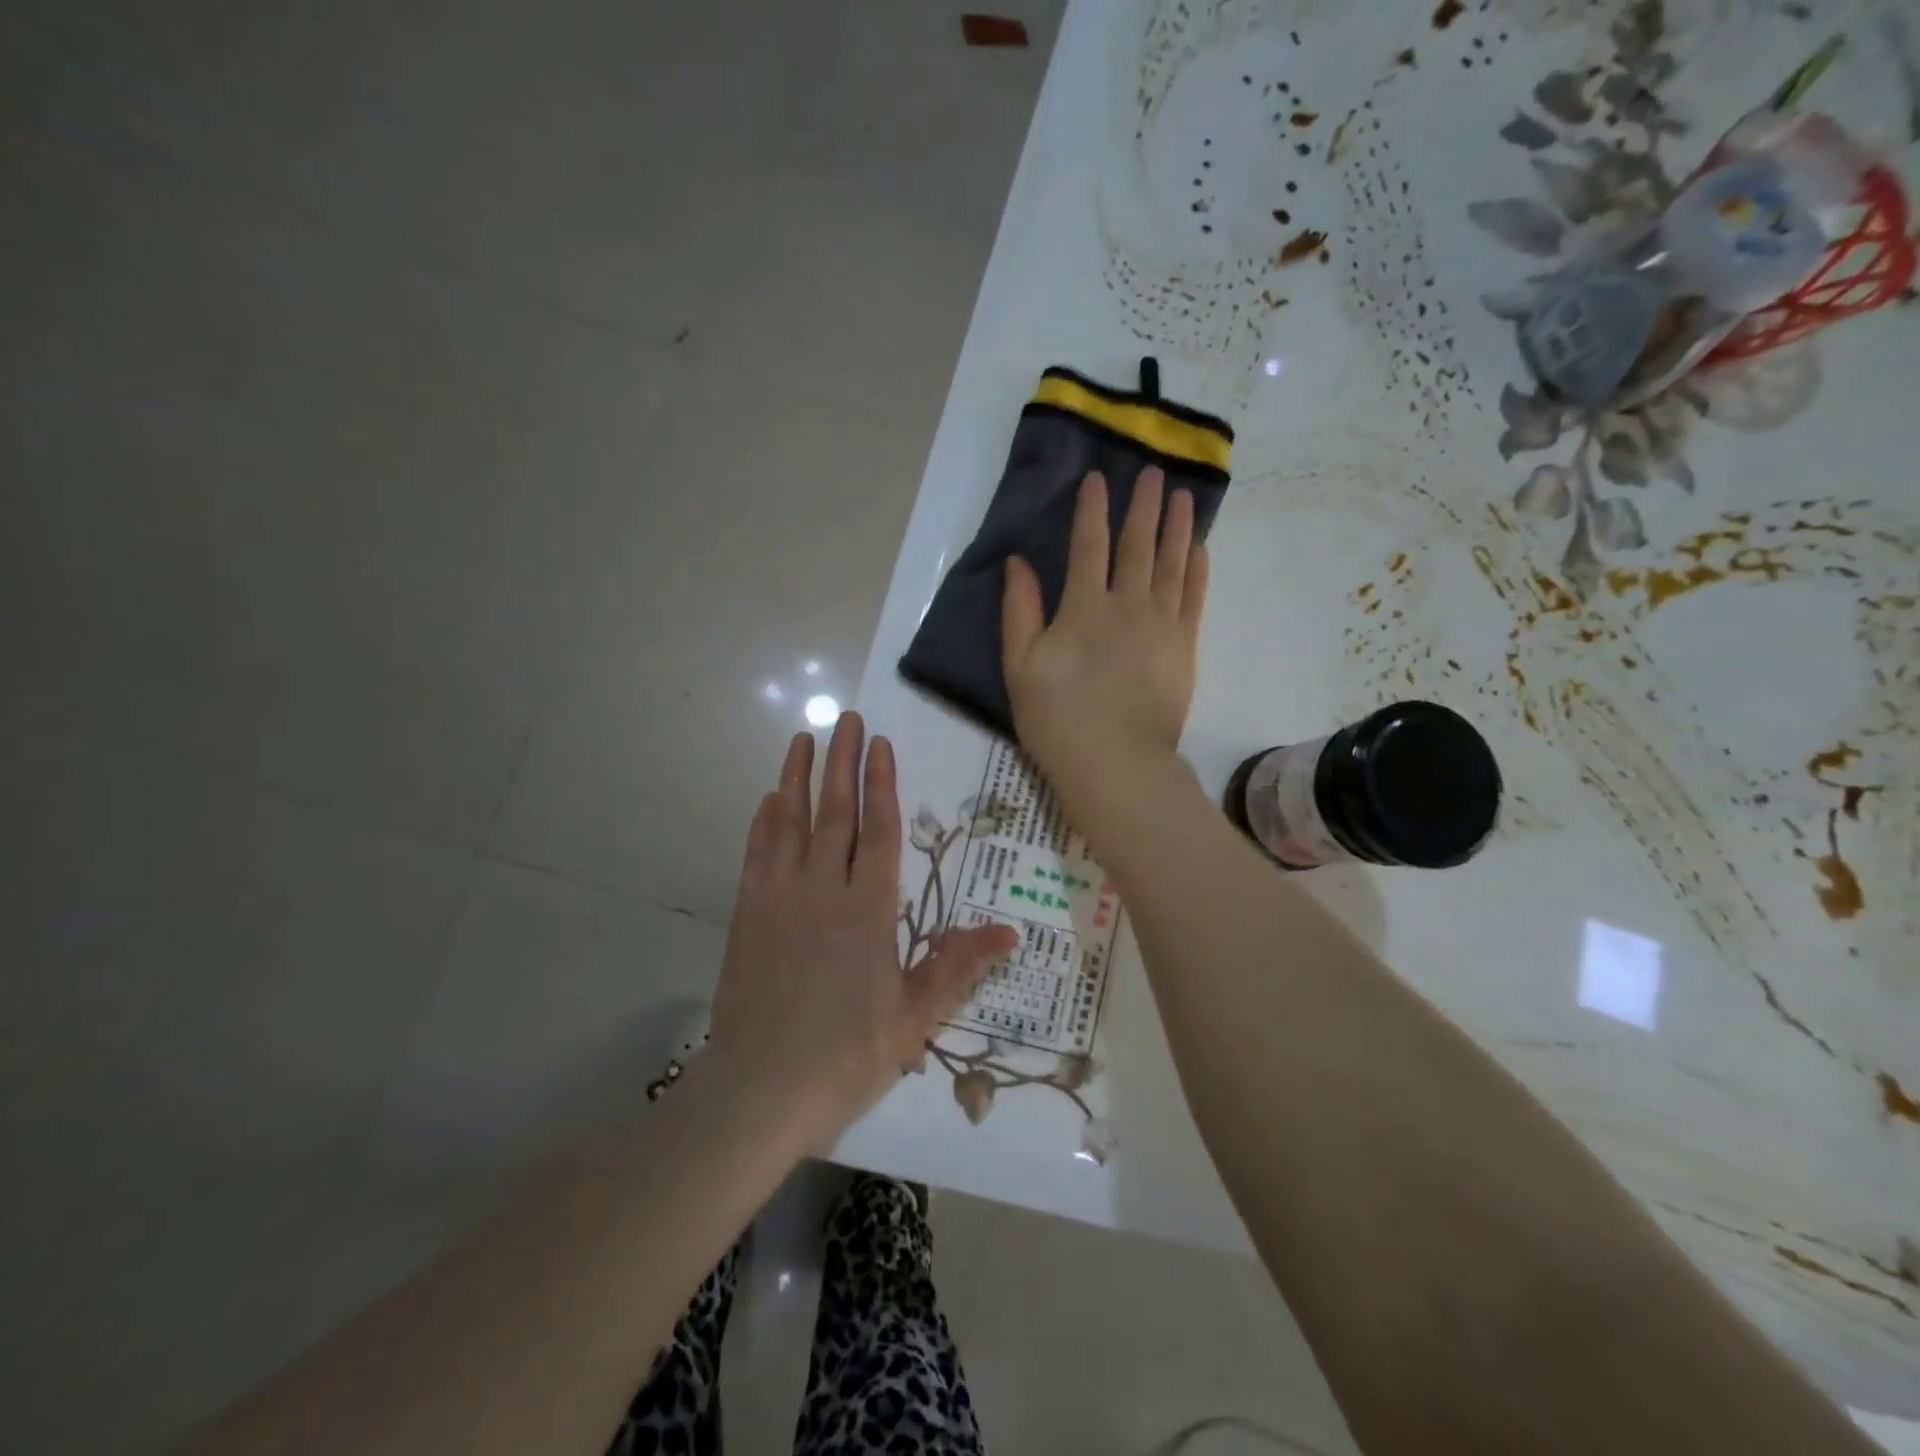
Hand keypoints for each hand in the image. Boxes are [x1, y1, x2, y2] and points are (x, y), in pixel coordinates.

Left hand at [707, 713, 1018, 1149]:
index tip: (879, 744)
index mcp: (869, 910)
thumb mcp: (914, 1016)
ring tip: (803, 739)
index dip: (881, 784)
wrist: (760, 1088)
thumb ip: (957, 965)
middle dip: (841, 761)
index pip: (879, 831)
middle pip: (834, 812)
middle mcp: (823, 889)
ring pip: (790, 822)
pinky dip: (764, 821)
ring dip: (796, 777)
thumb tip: (1008, 931)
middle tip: (844, 718)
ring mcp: (779, 897)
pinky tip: (769, 800)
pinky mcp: (747, 913)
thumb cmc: (846, 1053)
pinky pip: (757, 852)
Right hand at [1001, 467, 1207, 801]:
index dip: (1092, 509)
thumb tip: (1018, 562)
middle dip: (1143, 506)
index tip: (1099, 478)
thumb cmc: (1057, 719)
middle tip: (1154, 472)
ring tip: (1182, 496)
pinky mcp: (1185, 649)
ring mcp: (1163, 625)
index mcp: (1083, 607)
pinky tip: (1199, 548)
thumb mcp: (1020, 667)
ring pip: (1172, 564)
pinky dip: (1198, 570)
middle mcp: (1127, 605)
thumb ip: (1019, 611)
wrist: (1116, 764)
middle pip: (1137, 545)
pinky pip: (1194, 598)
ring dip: (1177, 527)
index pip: (1088, 545)